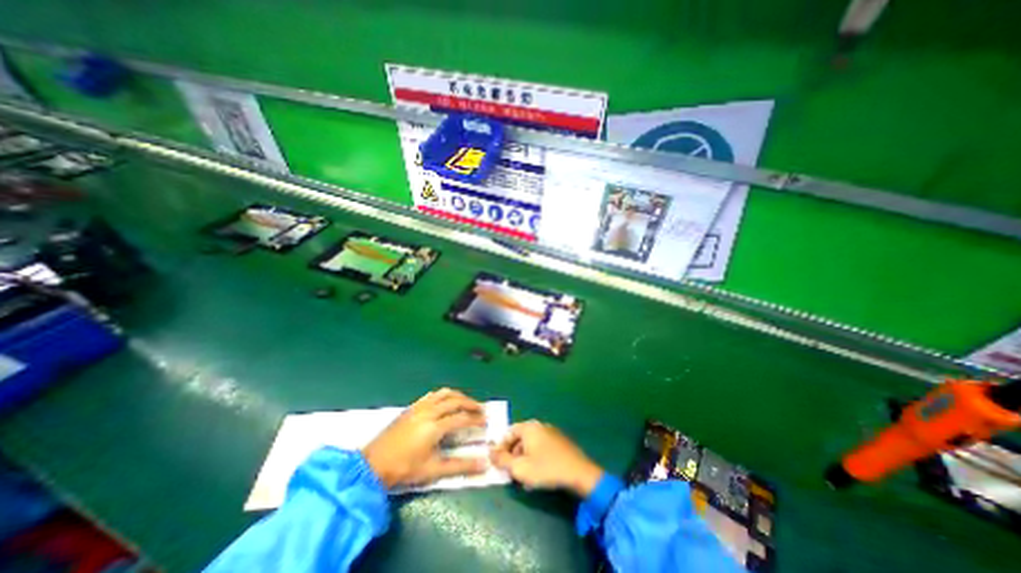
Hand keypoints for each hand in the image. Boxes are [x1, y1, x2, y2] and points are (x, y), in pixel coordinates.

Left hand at [363, 389, 489, 488]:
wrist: (372, 465)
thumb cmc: (404, 469)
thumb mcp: (433, 470)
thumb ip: (460, 466)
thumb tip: (483, 464)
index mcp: (435, 427)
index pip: (461, 418)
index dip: (475, 419)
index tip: (485, 422)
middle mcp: (429, 411)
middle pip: (455, 401)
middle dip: (470, 404)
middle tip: (480, 410)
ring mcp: (419, 407)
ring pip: (444, 393)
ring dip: (458, 396)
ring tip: (466, 403)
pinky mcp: (411, 407)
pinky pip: (432, 395)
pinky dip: (444, 395)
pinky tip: (445, 401)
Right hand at [488, 421, 600, 496]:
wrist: (579, 473)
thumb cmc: (546, 468)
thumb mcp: (519, 468)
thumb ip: (502, 460)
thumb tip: (490, 453)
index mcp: (529, 427)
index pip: (509, 432)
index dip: (501, 447)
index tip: (497, 462)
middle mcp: (540, 425)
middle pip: (520, 438)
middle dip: (513, 455)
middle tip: (510, 471)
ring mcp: (552, 432)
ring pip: (531, 444)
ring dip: (524, 459)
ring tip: (523, 477)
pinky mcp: (561, 442)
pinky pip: (542, 448)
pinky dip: (536, 458)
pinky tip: (538, 474)